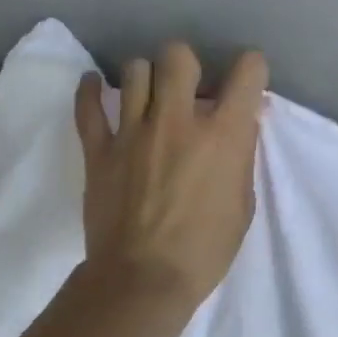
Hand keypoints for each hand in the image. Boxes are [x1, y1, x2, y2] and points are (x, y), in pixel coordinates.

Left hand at [73, 41, 268, 327]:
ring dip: (145, 79)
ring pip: (134, 70)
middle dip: (187, 67)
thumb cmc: (202, 253)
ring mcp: (132, 132)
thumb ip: (239, 160)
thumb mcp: (241, 208)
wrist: (142, 280)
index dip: (249, 71)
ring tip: (146, 99)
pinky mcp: (98, 150)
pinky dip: (90, 90)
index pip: (246, 71)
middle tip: (186, 93)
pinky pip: (88, 105)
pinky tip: (96, 86)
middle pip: (178, 56)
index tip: (242, 87)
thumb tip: (238, 129)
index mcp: (222, 136)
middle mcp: (177, 120)